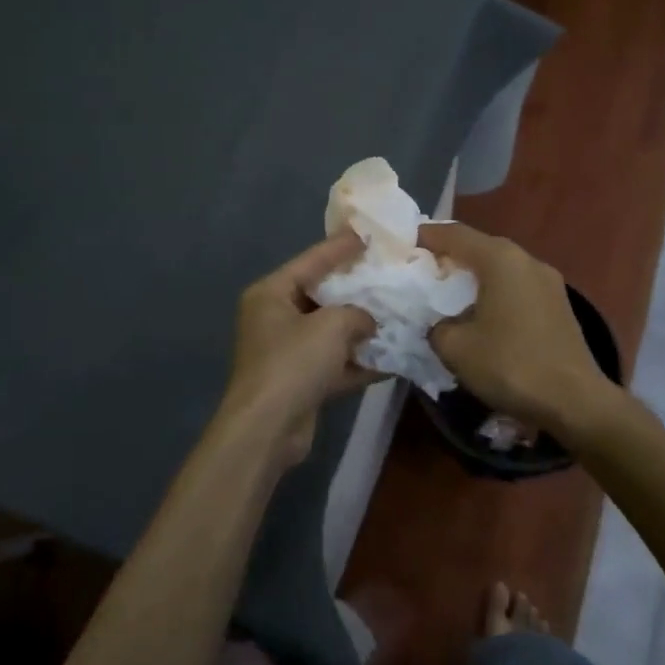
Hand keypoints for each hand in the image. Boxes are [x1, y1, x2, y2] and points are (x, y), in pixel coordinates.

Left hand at [215, 232, 376, 463]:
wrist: (267, 429)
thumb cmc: (293, 363)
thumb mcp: (331, 326)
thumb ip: (357, 313)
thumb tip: (369, 320)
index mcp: (271, 294)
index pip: (311, 260)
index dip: (340, 247)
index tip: (367, 234)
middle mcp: (276, 318)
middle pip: (322, 295)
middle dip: (356, 290)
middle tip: (388, 274)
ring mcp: (287, 351)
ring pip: (331, 331)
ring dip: (362, 328)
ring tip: (397, 314)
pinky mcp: (301, 381)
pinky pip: (335, 362)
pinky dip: (359, 361)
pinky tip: (393, 358)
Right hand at [418, 223, 615, 435]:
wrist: (575, 402)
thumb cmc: (511, 365)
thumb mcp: (456, 348)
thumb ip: (437, 327)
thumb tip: (441, 325)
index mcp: (501, 260)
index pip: (455, 234)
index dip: (426, 236)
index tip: (404, 244)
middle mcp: (527, 260)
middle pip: (480, 247)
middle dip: (449, 256)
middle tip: (422, 271)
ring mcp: (548, 282)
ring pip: (500, 268)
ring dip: (474, 277)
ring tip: (447, 294)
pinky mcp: (558, 305)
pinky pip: (516, 287)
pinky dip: (494, 292)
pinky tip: (481, 314)